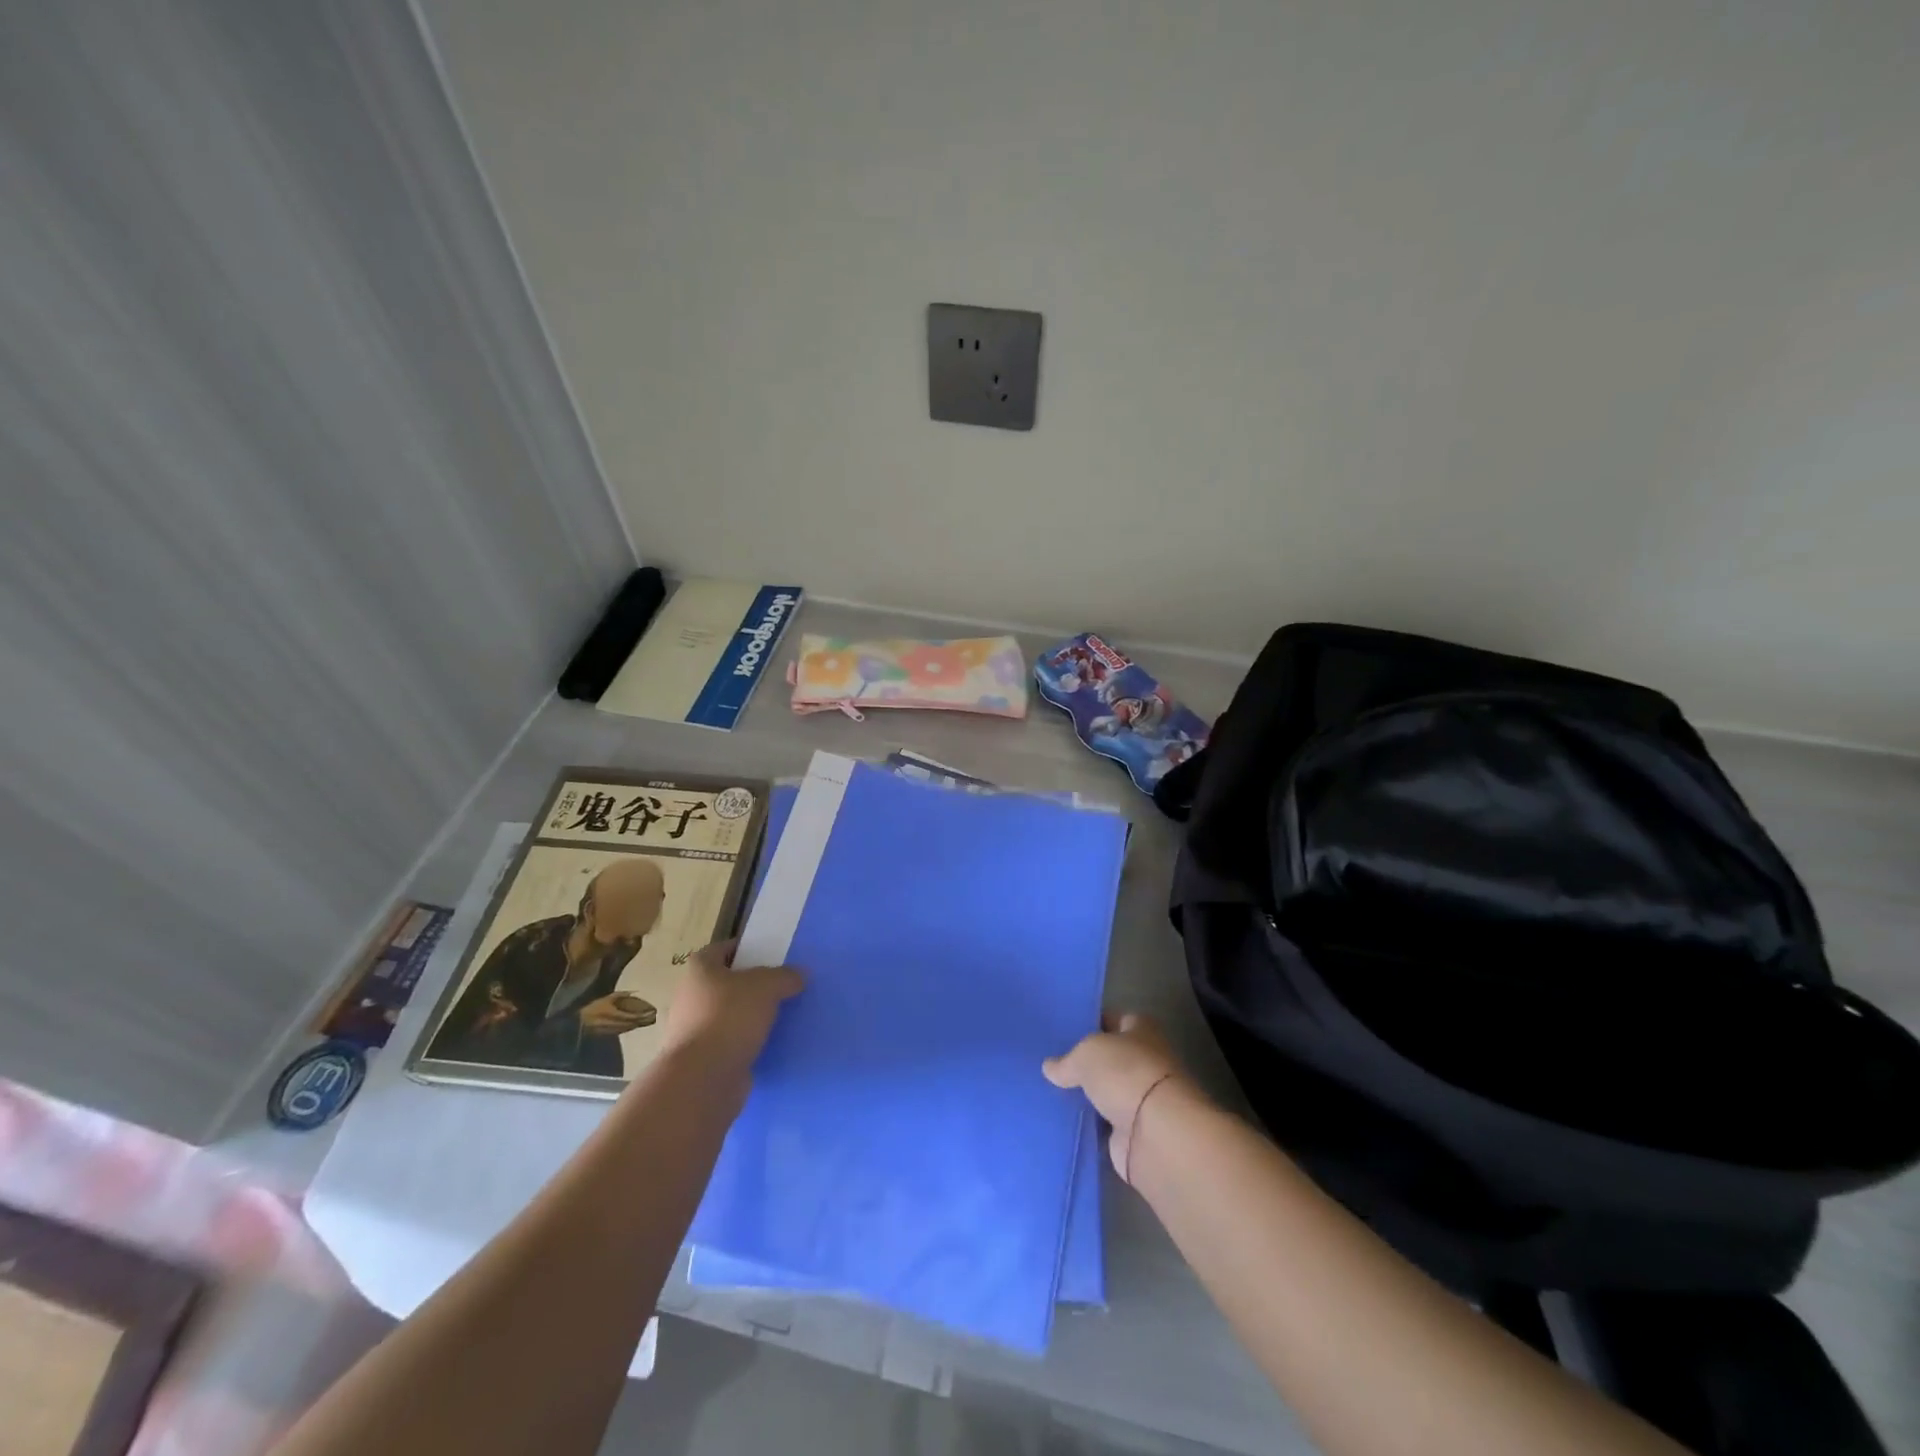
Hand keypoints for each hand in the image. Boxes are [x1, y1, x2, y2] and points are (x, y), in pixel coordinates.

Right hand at [578, 993, 653, 1036]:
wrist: (577, 1021)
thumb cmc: (593, 1006)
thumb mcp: (607, 998)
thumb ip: (621, 995)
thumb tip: (635, 992)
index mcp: (612, 1013)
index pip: (631, 1016)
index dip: (641, 1015)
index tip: (651, 1012)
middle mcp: (613, 1023)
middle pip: (631, 1023)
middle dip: (642, 1021)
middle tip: (652, 1017)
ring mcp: (610, 1030)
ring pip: (627, 1028)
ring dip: (637, 1025)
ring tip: (646, 1021)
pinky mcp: (607, 1034)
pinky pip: (622, 1031)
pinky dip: (629, 1028)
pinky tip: (634, 1025)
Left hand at [660, 939, 804, 1074]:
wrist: (702, 1079)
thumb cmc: (730, 1018)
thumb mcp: (767, 986)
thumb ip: (785, 977)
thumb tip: (798, 975)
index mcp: (699, 969)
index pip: (723, 949)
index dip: (746, 948)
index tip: (771, 955)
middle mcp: (690, 996)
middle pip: (726, 982)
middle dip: (752, 985)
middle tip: (781, 987)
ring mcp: (693, 1029)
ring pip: (729, 1014)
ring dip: (750, 1016)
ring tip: (780, 1016)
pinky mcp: (702, 1059)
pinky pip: (730, 1042)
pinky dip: (746, 1042)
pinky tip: (769, 1043)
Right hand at [1044, 1013, 1194, 1181]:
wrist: (1156, 1134)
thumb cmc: (1125, 1074)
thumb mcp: (1086, 1053)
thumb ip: (1067, 1059)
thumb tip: (1050, 1067)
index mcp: (1141, 1029)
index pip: (1112, 1019)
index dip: (1089, 1022)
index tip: (1061, 1030)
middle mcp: (1145, 1060)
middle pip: (1109, 1057)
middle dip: (1084, 1062)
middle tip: (1050, 1063)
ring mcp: (1140, 1098)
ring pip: (1105, 1090)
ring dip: (1086, 1095)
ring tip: (1049, 1091)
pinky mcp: (1133, 1131)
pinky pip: (1103, 1122)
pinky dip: (1088, 1123)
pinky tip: (1061, 1119)